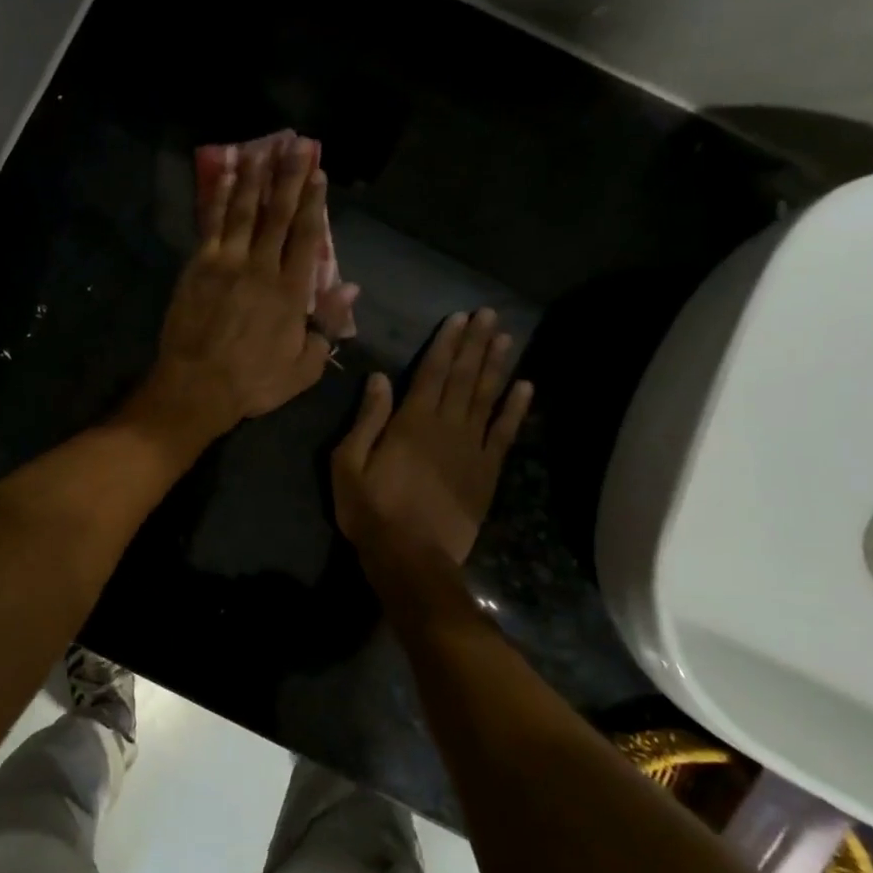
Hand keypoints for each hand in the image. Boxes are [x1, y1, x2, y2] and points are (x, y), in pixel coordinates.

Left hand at [128, 136, 334, 448]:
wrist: (198, 385)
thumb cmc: (254, 382)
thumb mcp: (305, 366)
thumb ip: (328, 325)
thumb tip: (350, 288)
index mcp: (292, 291)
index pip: (306, 237)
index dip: (313, 203)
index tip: (319, 175)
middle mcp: (262, 267)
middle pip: (278, 214)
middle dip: (289, 177)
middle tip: (296, 144)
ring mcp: (227, 262)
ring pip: (245, 210)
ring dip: (255, 177)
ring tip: (263, 148)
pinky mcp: (199, 265)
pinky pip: (213, 223)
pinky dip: (221, 197)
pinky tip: (228, 176)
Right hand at [332, 309, 532, 573]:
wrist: (411, 557)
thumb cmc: (371, 510)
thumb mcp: (348, 464)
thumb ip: (367, 420)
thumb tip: (379, 378)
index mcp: (411, 422)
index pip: (431, 373)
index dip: (446, 343)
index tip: (459, 317)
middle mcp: (446, 427)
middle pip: (463, 378)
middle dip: (474, 344)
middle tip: (489, 314)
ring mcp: (471, 449)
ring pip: (486, 398)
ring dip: (496, 366)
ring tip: (505, 338)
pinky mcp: (487, 472)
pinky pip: (504, 433)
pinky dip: (515, 409)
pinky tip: (524, 387)